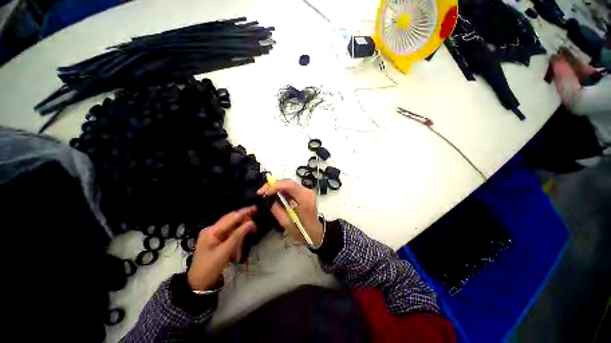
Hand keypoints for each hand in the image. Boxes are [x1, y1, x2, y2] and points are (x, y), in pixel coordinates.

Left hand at [187, 206, 256, 290]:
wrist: (198, 285)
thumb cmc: (210, 268)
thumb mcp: (225, 251)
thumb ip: (238, 235)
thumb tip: (251, 223)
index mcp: (211, 231)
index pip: (230, 217)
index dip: (244, 212)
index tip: (255, 209)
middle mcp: (211, 230)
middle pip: (231, 221)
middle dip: (243, 222)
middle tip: (255, 228)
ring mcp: (213, 236)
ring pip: (231, 229)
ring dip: (240, 234)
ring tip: (244, 244)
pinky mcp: (215, 241)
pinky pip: (229, 235)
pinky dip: (236, 240)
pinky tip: (238, 249)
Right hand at [257, 180, 323, 246]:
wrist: (315, 232)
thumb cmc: (302, 231)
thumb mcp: (287, 224)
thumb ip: (277, 210)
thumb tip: (268, 199)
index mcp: (305, 200)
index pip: (291, 186)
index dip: (276, 186)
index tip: (264, 192)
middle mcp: (308, 192)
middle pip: (289, 182)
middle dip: (274, 184)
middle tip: (261, 191)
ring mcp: (307, 191)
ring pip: (289, 183)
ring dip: (277, 186)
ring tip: (265, 192)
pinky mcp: (305, 192)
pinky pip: (291, 187)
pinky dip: (281, 189)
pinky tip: (274, 193)